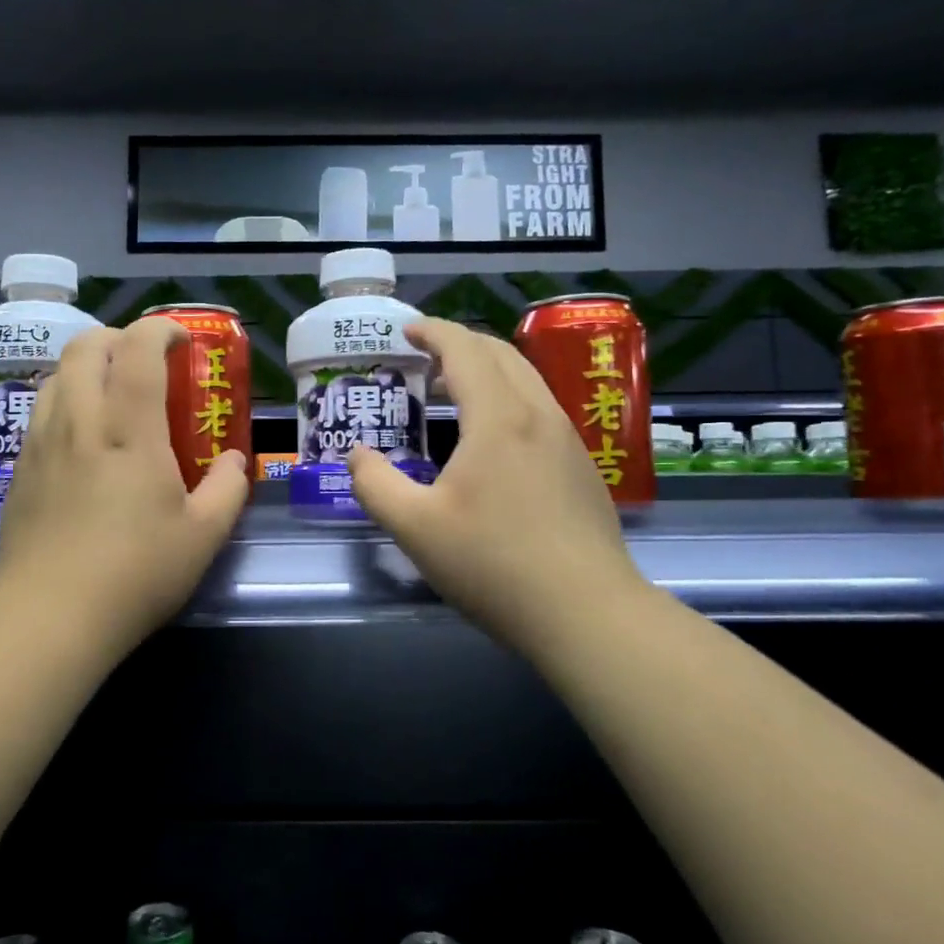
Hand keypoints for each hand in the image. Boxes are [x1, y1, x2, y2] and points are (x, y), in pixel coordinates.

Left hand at [0, 317, 250, 658]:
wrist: (49, 617)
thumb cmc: (135, 573)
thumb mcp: (203, 536)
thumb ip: (228, 489)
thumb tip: (235, 461)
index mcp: (128, 429)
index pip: (137, 347)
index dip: (160, 328)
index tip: (182, 341)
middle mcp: (79, 421)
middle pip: (85, 345)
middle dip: (118, 337)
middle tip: (145, 362)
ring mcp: (41, 443)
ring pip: (56, 375)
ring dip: (86, 368)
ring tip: (112, 398)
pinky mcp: (19, 470)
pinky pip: (40, 412)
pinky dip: (65, 402)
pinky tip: (83, 443)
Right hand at [345, 318, 646, 651]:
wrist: (587, 614)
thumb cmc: (494, 564)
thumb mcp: (414, 528)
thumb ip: (374, 484)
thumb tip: (356, 455)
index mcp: (498, 418)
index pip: (464, 349)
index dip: (433, 331)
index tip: (407, 330)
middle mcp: (538, 415)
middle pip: (500, 354)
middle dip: (459, 343)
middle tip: (424, 357)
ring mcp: (569, 440)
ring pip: (527, 379)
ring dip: (488, 369)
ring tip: (453, 389)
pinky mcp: (583, 467)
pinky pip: (540, 409)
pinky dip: (509, 397)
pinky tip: (493, 438)